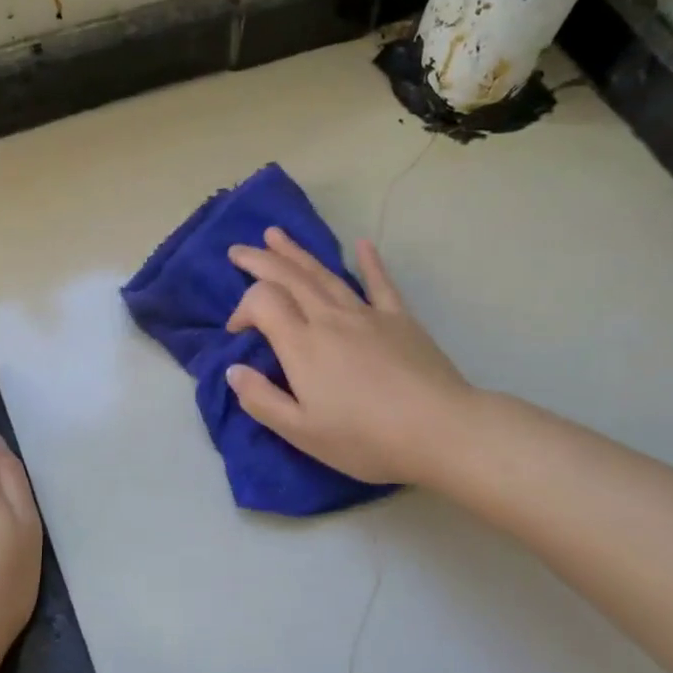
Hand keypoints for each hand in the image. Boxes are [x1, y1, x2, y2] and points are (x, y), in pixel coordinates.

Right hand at [226, 229, 470, 486]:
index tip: (237, 331)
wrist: (440, 430)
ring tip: (276, 234)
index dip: (243, 308)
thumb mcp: (302, 432)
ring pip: (325, 275)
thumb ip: (262, 400)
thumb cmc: (365, 438)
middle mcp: (330, 319)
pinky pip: (380, 284)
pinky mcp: (400, 319)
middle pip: (289, 278)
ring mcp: (367, 315)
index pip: (263, 302)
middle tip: (238, 249)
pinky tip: (362, 244)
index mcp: (302, 344)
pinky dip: (369, 262)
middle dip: (260, 261)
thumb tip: (233, 370)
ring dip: (297, 253)